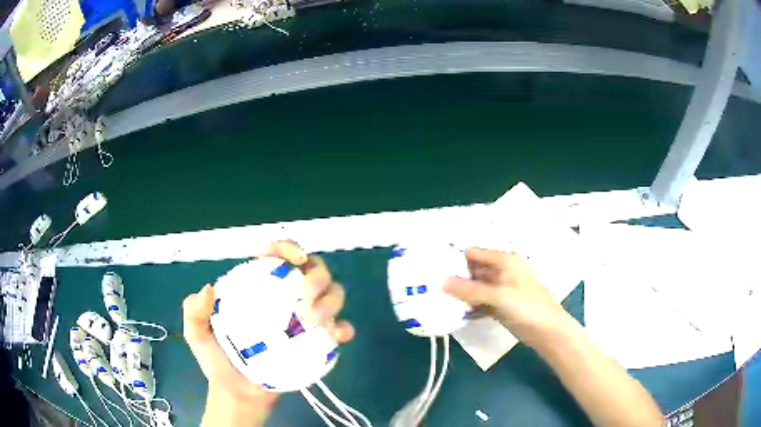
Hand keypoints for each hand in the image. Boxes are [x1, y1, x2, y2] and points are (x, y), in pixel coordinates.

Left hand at [183, 241, 355, 408]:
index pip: (276, 257)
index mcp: (258, 287)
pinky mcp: (317, 344)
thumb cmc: (218, 362)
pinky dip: (343, 328)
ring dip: (331, 300)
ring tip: (314, 321)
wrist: (239, 395)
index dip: (288, 248)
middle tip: (306, 297)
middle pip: (313, 271)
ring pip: (332, 294)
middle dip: (317, 276)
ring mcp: (304, 321)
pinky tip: (336, 336)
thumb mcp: (197, 334)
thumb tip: (209, 289)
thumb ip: (193, 312)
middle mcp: (285, 298)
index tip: (292, 259)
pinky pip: (338, 328)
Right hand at [443, 247, 573, 347]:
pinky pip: (479, 303)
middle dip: (453, 277)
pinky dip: (468, 307)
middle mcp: (501, 272)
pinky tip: (453, 314)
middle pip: (472, 271)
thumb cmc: (527, 307)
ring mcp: (500, 290)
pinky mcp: (499, 306)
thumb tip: (439, 281)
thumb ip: (470, 289)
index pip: (473, 253)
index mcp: (504, 261)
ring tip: (435, 300)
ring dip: (459, 294)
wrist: (548, 331)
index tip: (432, 267)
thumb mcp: (499, 295)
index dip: (454, 259)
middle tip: (429, 286)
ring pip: (474, 288)